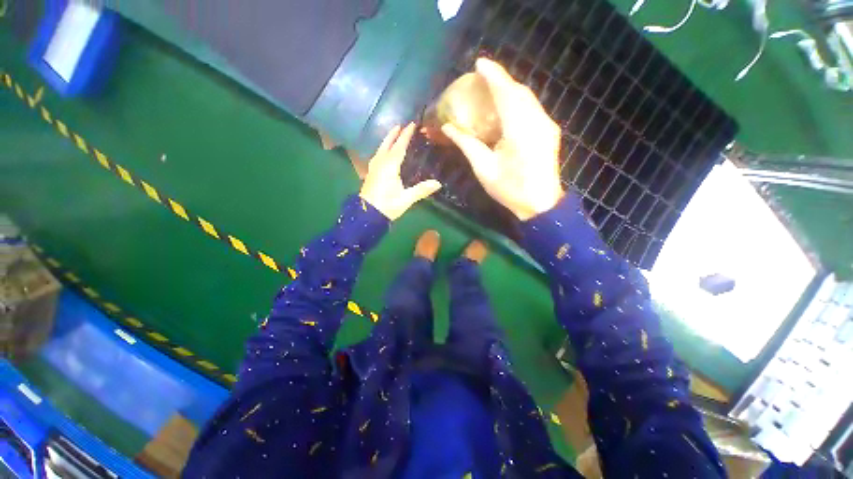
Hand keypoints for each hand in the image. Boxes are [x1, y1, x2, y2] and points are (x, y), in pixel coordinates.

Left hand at [360, 123, 441, 219]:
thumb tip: (438, 183)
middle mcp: (380, 163)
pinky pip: (377, 156)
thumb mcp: (406, 199)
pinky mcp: (370, 175)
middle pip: (386, 145)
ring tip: (392, 136)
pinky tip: (384, 154)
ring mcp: (373, 168)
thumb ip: (421, 190)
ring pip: (380, 150)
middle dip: (393, 134)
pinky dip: (382, 150)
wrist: (367, 215)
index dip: (405, 135)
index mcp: (389, 166)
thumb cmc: (387, 206)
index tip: (411, 124)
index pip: (399, 147)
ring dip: (387, 141)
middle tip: (400, 125)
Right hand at [442, 58, 563, 220]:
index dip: (493, 75)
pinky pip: (533, 108)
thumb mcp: (484, 168)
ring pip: (528, 98)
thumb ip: (467, 144)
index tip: (479, 63)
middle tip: (482, 79)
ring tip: (492, 90)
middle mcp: (537, 121)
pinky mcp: (549, 131)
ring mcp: (546, 125)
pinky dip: (518, 102)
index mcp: (519, 129)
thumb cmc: (509, 189)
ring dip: (510, 90)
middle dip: (501, 80)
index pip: (505, 93)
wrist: (541, 204)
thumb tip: (448, 128)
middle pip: (519, 91)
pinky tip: (507, 109)